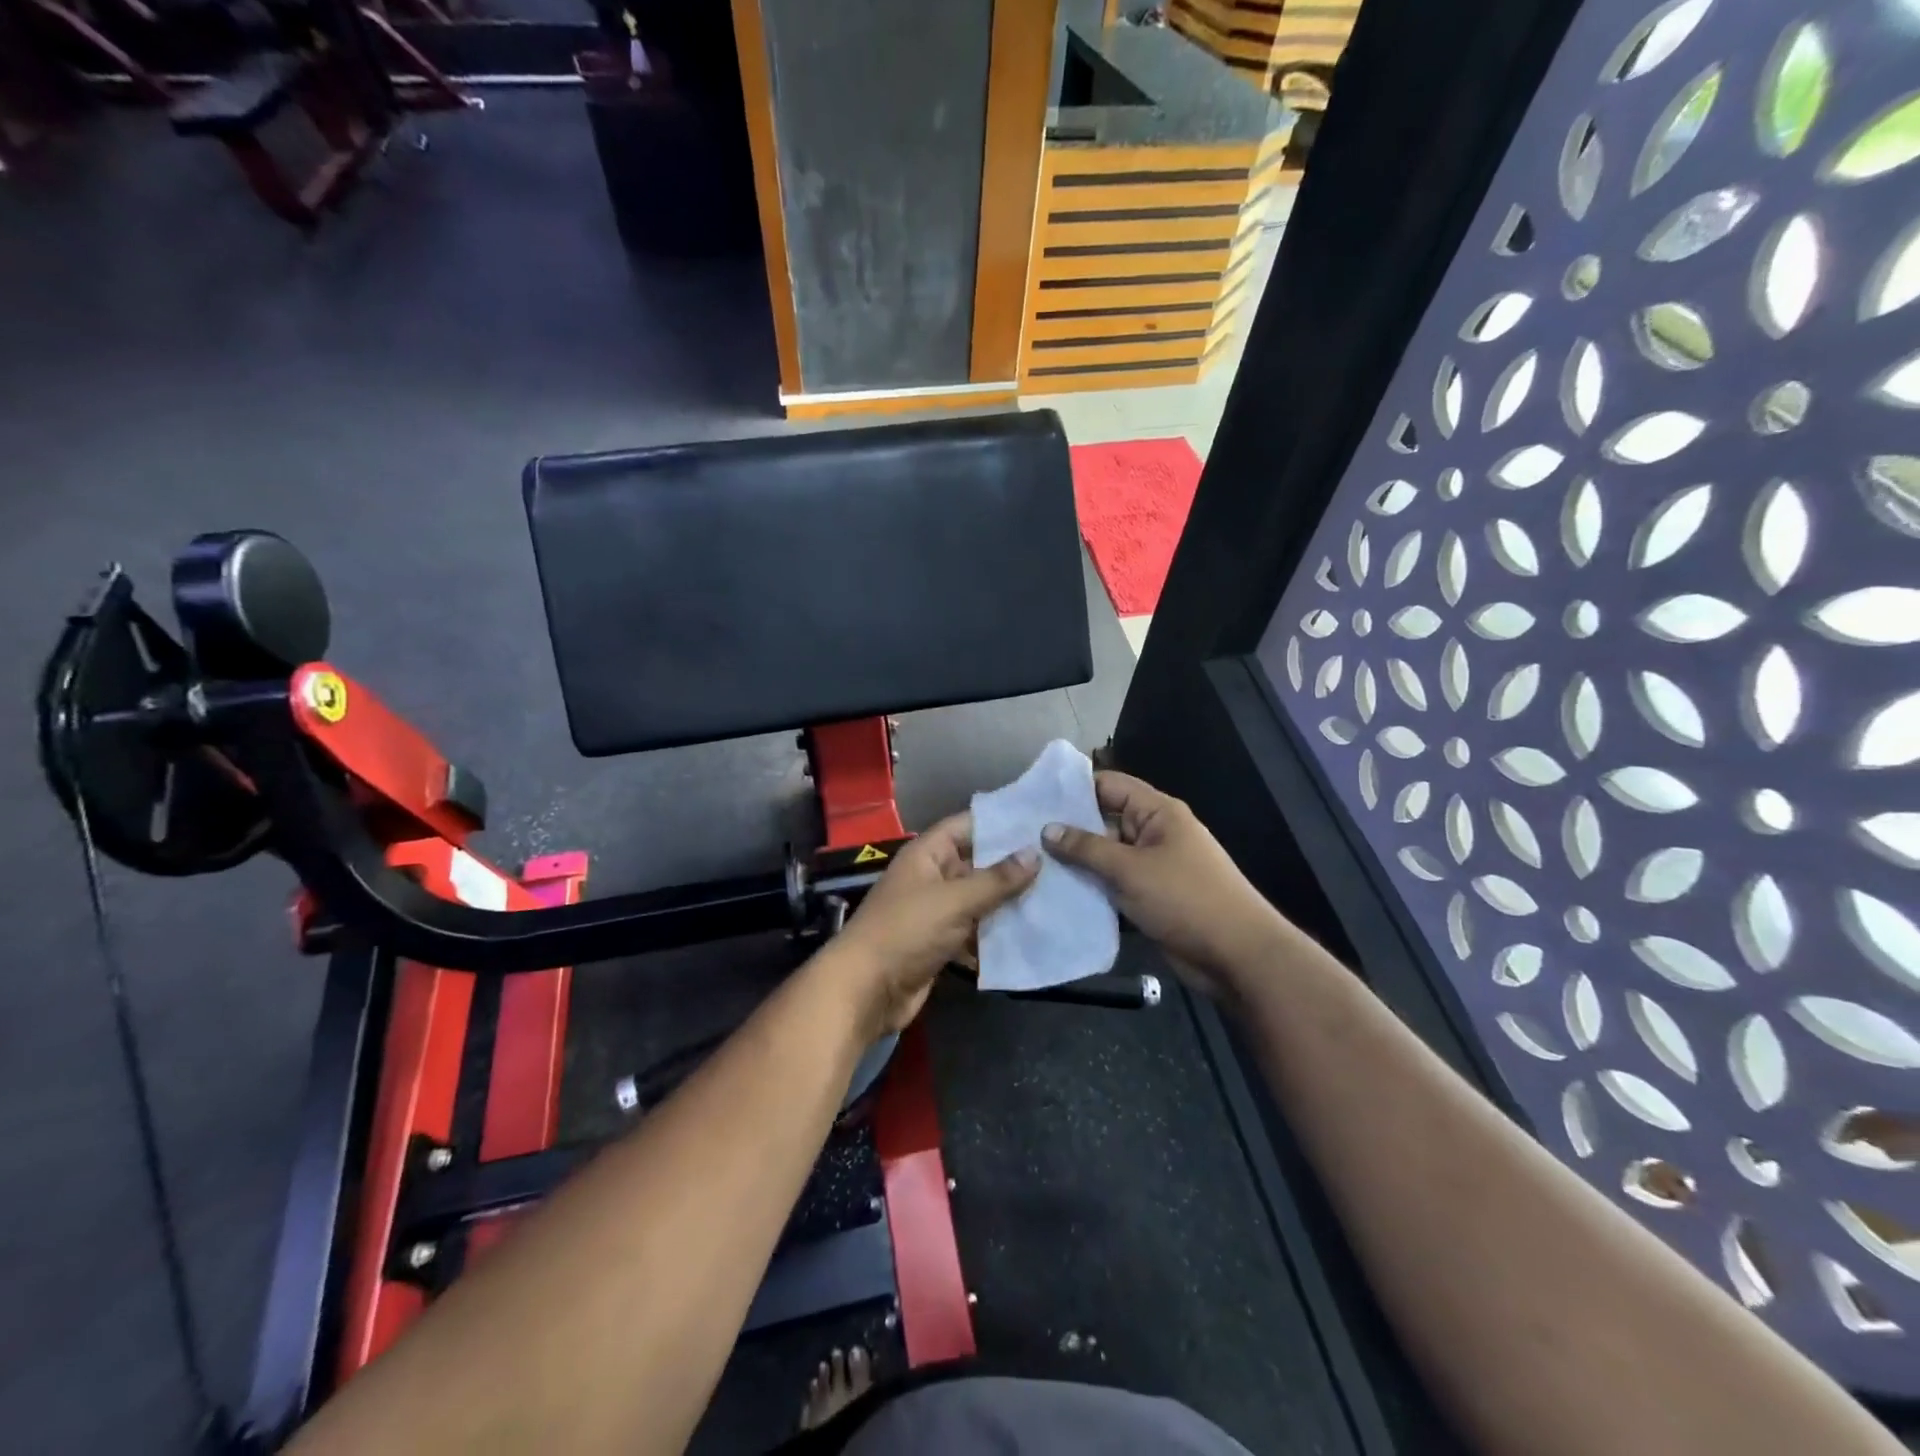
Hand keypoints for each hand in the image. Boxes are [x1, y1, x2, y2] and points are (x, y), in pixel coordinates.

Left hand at [821, 814, 1039, 1038]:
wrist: (867, 990)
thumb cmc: (906, 931)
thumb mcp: (954, 900)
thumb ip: (996, 879)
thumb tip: (1034, 853)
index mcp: (927, 855)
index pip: (967, 826)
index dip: (1000, 822)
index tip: (1039, 821)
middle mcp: (932, 877)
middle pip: (976, 864)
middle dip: (1012, 866)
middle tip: (1058, 861)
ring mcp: (935, 911)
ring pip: (978, 899)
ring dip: (1008, 902)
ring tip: (1056, 895)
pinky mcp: (940, 943)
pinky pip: (974, 930)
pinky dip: (995, 933)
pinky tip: (1031, 933)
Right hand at [1041, 772, 1281, 996]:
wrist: (1237, 956)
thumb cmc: (1186, 899)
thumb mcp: (1131, 869)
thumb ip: (1086, 848)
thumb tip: (1047, 829)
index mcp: (1157, 813)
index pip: (1109, 785)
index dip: (1073, 789)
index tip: (1033, 799)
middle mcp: (1154, 834)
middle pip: (1105, 821)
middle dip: (1068, 829)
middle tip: (1023, 836)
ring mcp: (1153, 867)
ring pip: (1106, 857)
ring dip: (1077, 863)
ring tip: (1031, 865)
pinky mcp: (1150, 898)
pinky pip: (1114, 885)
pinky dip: (1092, 888)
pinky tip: (1057, 894)